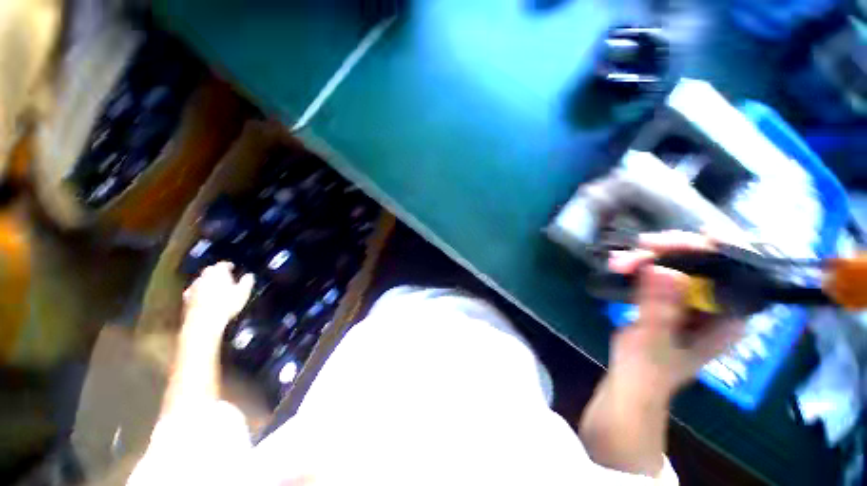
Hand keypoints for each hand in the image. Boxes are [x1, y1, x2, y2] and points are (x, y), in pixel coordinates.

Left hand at [182, 262, 254, 336]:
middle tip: (224, 277)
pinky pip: (194, 292)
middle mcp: (204, 277)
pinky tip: (202, 298)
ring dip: (207, 282)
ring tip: (215, 288)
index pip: (223, 264)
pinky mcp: (186, 299)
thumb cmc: (227, 304)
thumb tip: (249, 275)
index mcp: (218, 272)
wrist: (204, 322)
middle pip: (210, 270)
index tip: (233, 267)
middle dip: (216, 272)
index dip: (229, 265)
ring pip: (201, 281)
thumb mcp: (243, 292)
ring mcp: (193, 287)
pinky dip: (199, 292)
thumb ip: (247, 281)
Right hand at [607, 231, 744, 395]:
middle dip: (674, 251)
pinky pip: (658, 271)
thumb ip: (659, 310)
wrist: (631, 380)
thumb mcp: (653, 342)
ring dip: (648, 258)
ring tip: (619, 262)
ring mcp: (690, 298)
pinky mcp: (668, 296)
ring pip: (678, 263)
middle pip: (705, 262)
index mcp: (728, 318)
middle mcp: (715, 303)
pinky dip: (639, 265)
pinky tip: (620, 264)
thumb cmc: (647, 370)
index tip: (699, 235)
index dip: (723, 250)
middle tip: (643, 246)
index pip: (739, 274)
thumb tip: (662, 270)